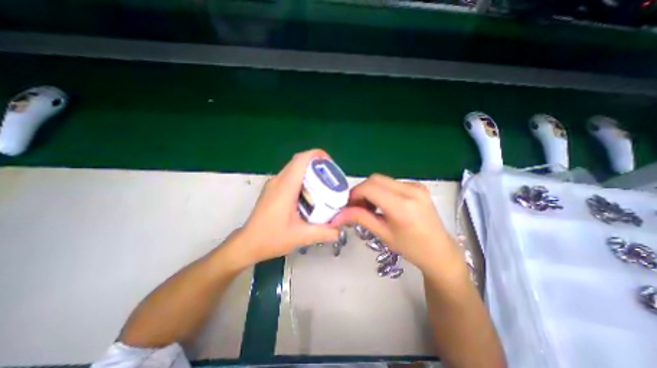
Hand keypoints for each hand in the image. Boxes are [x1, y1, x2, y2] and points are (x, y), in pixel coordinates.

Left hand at [229, 147, 341, 265]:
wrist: (247, 243)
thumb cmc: (271, 238)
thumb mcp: (301, 236)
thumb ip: (323, 232)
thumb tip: (340, 230)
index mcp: (285, 187)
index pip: (301, 159)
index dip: (317, 155)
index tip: (330, 164)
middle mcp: (278, 180)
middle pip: (299, 161)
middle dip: (317, 164)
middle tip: (330, 177)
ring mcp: (274, 184)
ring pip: (294, 168)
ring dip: (309, 171)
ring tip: (323, 184)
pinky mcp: (272, 189)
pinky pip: (290, 176)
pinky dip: (302, 178)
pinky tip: (309, 194)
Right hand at [331, 174, 463, 273]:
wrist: (440, 250)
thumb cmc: (411, 248)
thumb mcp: (383, 234)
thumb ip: (360, 218)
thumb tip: (338, 214)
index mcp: (402, 206)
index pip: (369, 188)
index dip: (354, 194)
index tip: (348, 205)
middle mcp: (410, 190)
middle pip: (375, 179)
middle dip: (361, 190)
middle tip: (356, 206)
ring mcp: (415, 186)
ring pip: (382, 180)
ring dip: (370, 190)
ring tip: (369, 207)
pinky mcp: (417, 186)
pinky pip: (391, 183)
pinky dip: (381, 190)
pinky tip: (382, 204)